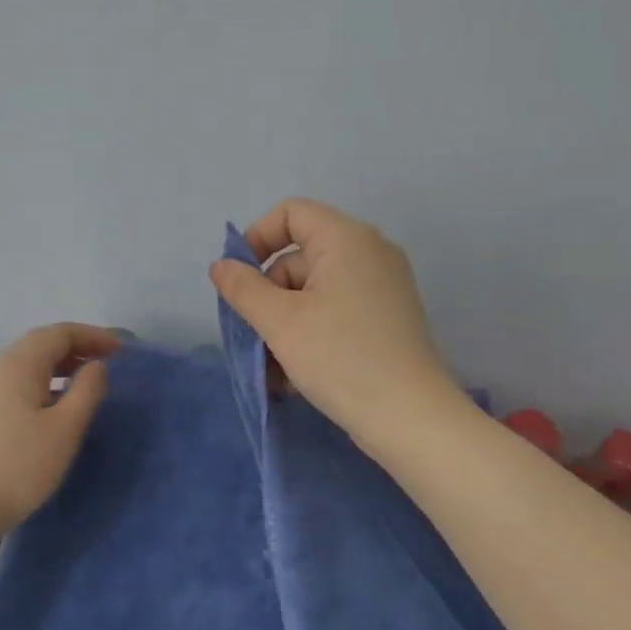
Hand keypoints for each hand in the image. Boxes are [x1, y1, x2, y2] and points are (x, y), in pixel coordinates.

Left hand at [0, 323, 119, 531]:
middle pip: (41, 343)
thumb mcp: (66, 427)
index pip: (60, 333)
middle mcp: (0, 369)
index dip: (93, 336)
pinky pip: (20, 383)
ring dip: (61, 365)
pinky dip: (46, 382)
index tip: (121, 350)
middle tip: (107, 361)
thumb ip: (87, 390)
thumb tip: (97, 366)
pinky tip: (58, 405)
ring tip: (87, 381)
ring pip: (29, 364)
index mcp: (20, 364)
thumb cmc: (21, 464)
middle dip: (77, 346)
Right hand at [209, 199, 460, 445]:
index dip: (257, 239)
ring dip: (285, 324)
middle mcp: (370, 253)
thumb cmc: (340, 358)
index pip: (292, 213)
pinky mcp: (387, 319)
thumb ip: (244, 288)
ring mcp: (383, 287)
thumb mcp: (280, 322)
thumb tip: (221, 266)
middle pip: (301, 257)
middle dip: (269, 294)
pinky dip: (311, 334)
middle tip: (254, 336)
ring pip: (316, 291)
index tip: (238, 280)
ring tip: (272, 368)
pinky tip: (295, 375)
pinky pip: (337, 313)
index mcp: (347, 239)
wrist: (409, 416)